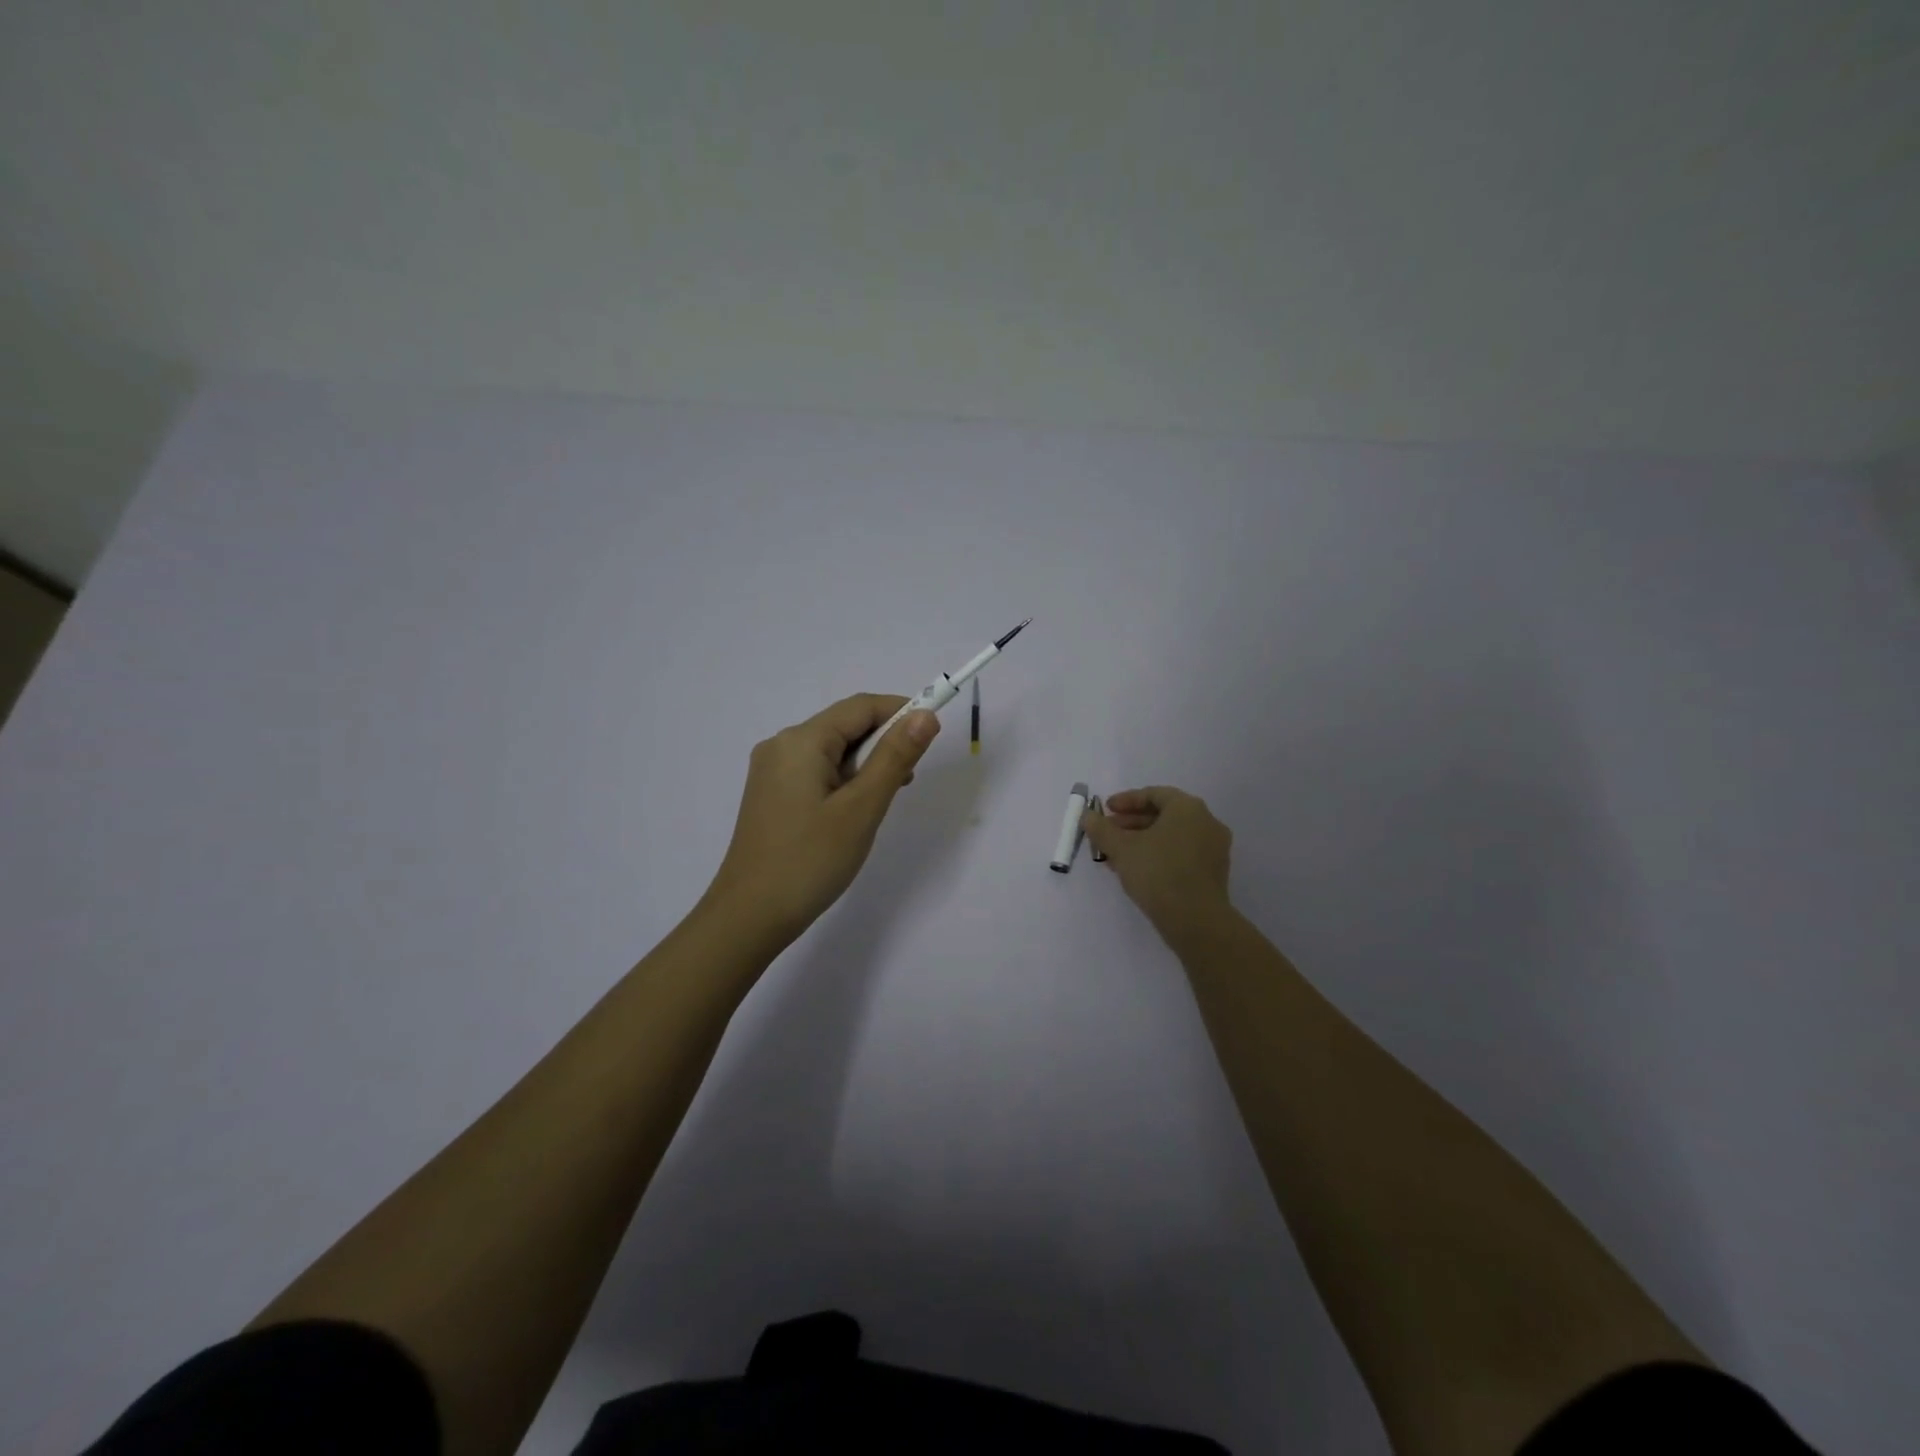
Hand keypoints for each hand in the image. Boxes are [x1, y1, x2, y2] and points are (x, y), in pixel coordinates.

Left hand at [700, 693, 940, 944]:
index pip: (861, 706)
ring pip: (832, 751)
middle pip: (845, 726)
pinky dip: (845, 780)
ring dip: (866, 765)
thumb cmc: (810, 860)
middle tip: (909, 779)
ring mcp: (772, 771)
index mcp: (801, 741)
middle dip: (883, 742)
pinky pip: (817, 772)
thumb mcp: (861, 808)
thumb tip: (925, 715)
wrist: (749, 917)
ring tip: (885, 800)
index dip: (901, 711)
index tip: (933, 734)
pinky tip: (855, 810)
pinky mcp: (771, 795)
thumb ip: (894, 757)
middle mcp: (781, 746)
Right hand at [1082, 786, 1233, 929]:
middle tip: (1108, 833)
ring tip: (1117, 855)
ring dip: (1143, 841)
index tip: (1105, 810)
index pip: (1153, 794)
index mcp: (1188, 807)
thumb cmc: (1157, 873)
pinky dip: (1159, 855)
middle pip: (1163, 815)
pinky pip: (1182, 853)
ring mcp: (1214, 848)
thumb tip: (1087, 815)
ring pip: (1172, 836)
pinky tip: (1138, 870)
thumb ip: (1101, 828)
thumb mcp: (1121, 848)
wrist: (1196, 920)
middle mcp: (1206, 821)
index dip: (1125, 800)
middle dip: (1132, 823)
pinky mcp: (1215, 872)